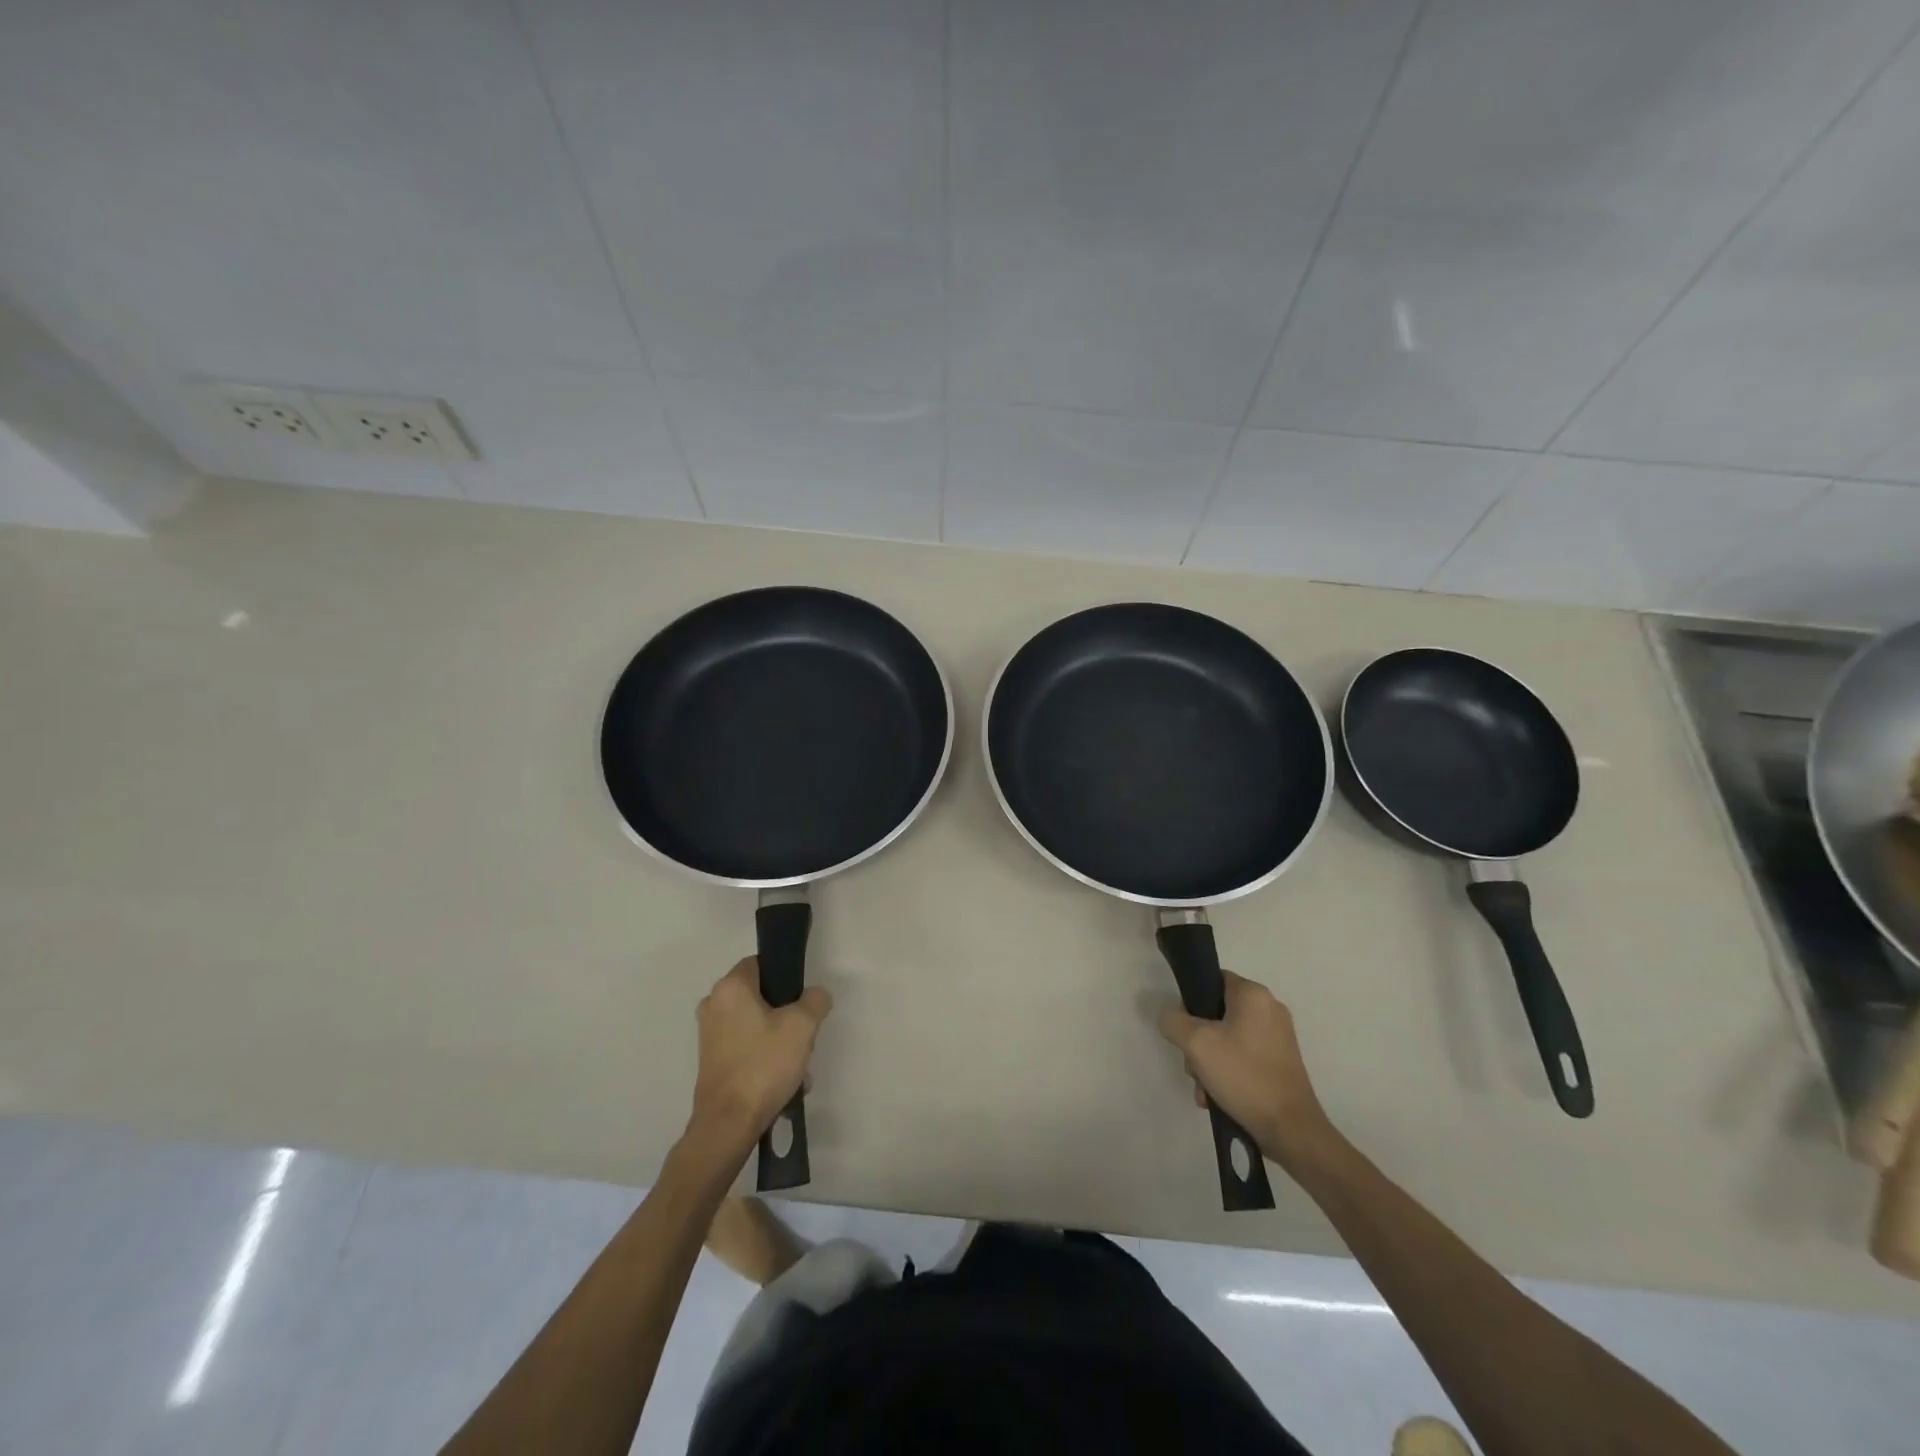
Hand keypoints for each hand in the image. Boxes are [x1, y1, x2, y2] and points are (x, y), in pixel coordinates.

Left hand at [688, 958, 831, 1154]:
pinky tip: (785, 1083)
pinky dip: (765, 1058)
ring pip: (757, 1025)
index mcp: (730, 987)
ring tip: (798, 1069)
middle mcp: (713, 1004)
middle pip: (761, 997)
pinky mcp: (711, 1060)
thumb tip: (815, 996)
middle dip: (787, 1016)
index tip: (802, 999)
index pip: (761, 963)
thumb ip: (815, 1000)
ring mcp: (709, 1034)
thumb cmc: (763, 1065)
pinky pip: (747, 1047)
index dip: (786, 977)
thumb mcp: (803, 1026)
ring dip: (780, 1042)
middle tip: (804, 1037)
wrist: (728, 1125)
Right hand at [1157, 970, 1335, 1169]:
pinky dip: (1227, 1072)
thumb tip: (1170, 1016)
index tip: (1183, 1028)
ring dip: (1209, 1062)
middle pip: (1216, 1013)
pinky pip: (1243, 1057)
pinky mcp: (1281, 1062)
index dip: (1191, 1001)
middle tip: (1193, 1065)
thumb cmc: (1243, 1075)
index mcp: (1254, 994)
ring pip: (1227, 1038)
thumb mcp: (1196, 1043)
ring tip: (1204, 1090)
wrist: (1291, 1129)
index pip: (1212, 980)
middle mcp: (1270, 1009)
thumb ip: (1173, 1020)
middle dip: (1198, 1041)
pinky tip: (1217, 1098)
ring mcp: (1278, 1037)